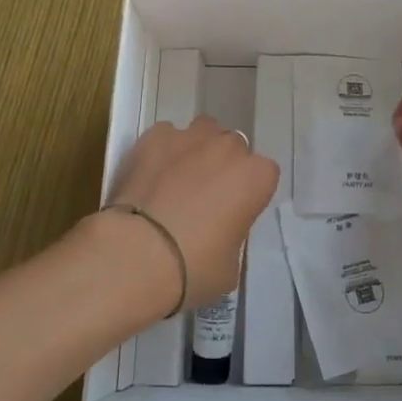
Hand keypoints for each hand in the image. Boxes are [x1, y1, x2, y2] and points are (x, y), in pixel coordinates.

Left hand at [105, 117, 278, 309]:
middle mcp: (228, 148)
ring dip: (197, 150)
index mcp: (256, 177)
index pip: (264, 175)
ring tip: (177, 179)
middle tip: (204, 198)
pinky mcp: (155, 137)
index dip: (248, 194)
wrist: (137, 256)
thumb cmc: (194, 268)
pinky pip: (166, 136)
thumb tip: (217, 234)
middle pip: (233, 148)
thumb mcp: (230, 265)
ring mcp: (191, 137)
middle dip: (223, 167)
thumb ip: (233, 236)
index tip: (233, 214)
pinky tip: (150, 175)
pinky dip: (162, 150)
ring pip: (202, 132)